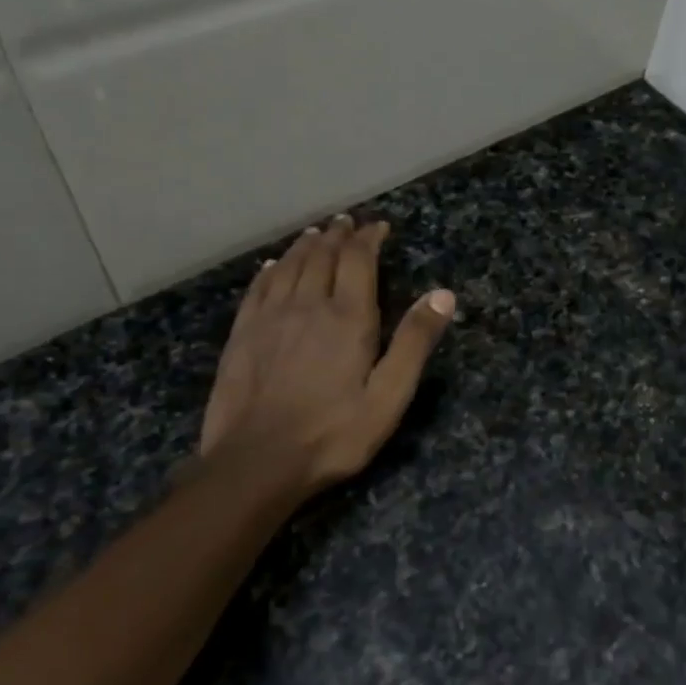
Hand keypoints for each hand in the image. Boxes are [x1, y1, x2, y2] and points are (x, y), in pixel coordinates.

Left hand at [199, 214, 454, 501]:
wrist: (257, 461)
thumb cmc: (333, 433)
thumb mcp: (389, 396)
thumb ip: (414, 342)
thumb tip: (443, 294)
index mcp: (347, 317)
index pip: (358, 260)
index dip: (369, 239)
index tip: (378, 227)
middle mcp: (307, 305)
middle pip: (322, 256)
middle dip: (338, 236)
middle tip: (347, 223)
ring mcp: (270, 318)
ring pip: (288, 266)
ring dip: (305, 246)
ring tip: (316, 234)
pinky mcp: (242, 335)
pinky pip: (258, 288)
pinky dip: (270, 270)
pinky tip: (272, 266)